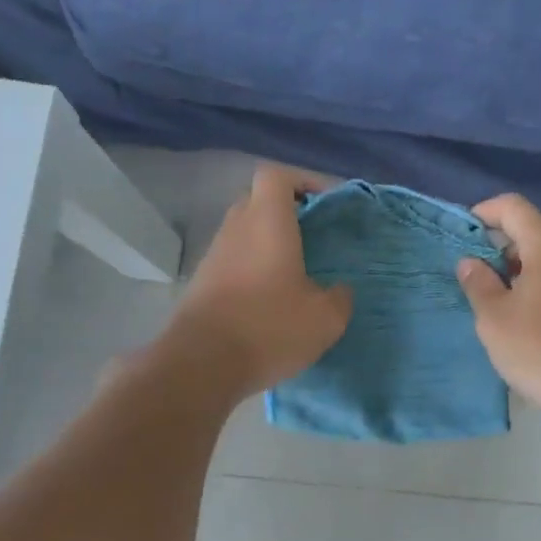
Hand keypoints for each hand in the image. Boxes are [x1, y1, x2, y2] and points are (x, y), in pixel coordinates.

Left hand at [164, 164, 352, 398]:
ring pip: (244, 232)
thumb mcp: (325, 318)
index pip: (276, 175)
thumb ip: (340, 297)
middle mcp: (236, 229)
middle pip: (258, 201)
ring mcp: (214, 256)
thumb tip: (339, 289)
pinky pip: (233, 260)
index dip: (302, 180)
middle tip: (314, 236)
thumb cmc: (268, 328)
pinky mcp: (202, 284)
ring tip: (296, 272)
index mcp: (267, 222)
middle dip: (287, 211)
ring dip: (268, 242)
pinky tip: (271, 300)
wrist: (200, 365)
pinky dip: (253, 268)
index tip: (324, 203)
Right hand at [456, 194, 540, 419]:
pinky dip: (538, 290)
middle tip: (475, 279)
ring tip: (497, 306)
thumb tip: (471, 261)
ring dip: (518, 274)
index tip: (463, 235)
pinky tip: (526, 324)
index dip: (484, 212)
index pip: (513, 207)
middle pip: (531, 233)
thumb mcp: (494, 317)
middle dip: (499, 249)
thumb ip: (478, 283)